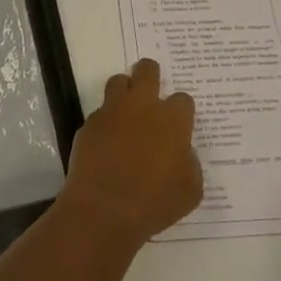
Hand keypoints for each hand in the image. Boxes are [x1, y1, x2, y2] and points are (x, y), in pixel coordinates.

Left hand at [59, 58, 203, 245]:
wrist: (104, 210)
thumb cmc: (155, 203)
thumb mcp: (190, 190)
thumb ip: (190, 164)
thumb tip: (181, 152)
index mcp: (172, 120)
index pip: (182, 99)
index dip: (181, 110)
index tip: (178, 124)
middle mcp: (143, 107)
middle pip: (147, 71)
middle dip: (150, 73)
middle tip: (151, 88)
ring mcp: (112, 112)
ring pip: (118, 82)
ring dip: (124, 91)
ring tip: (126, 109)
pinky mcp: (90, 124)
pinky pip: (99, 112)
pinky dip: (105, 121)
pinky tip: (107, 141)